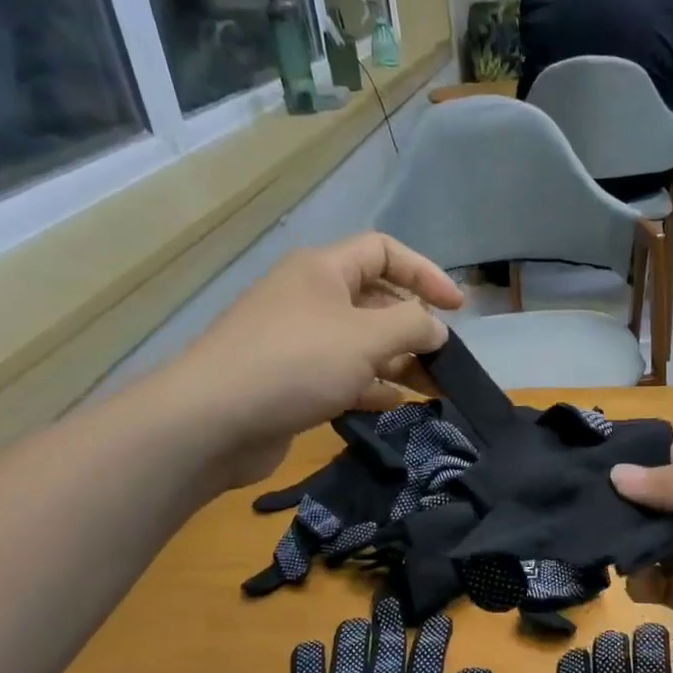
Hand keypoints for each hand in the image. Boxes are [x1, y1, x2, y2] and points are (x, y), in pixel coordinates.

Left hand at [151, 233, 461, 490]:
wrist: (215, 420)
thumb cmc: (296, 364)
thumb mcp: (366, 338)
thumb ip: (412, 327)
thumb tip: (437, 330)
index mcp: (323, 271)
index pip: (384, 252)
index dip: (425, 274)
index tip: (458, 308)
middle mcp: (310, 298)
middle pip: (376, 301)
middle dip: (415, 328)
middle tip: (445, 360)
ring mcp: (299, 341)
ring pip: (362, 343)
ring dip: (399, 362)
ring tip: (432, 389)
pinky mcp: (292, 380)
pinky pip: (343, 375)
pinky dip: (371, 386)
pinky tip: (393, 404)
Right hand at [611, 433, 672, 672]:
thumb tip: (619, 474)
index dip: (648, 453)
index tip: (596, 461)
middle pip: (671, 497)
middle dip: (632, 502)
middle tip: (583, 508)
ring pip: (663, 542)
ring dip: (635, 545)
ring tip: (606, 550)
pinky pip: (667, 584)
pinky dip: (648, 582)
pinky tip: (640, 587)